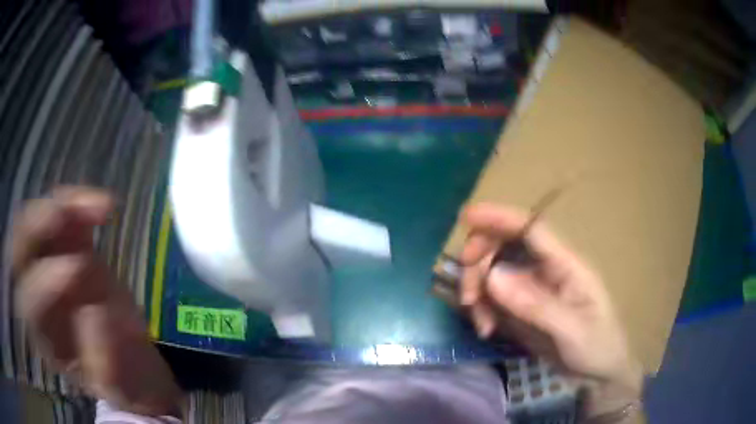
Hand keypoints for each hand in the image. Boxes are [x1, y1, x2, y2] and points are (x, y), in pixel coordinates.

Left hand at [11, 187, 182, 415]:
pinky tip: (105, 208)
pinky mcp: (67, 246)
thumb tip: (94, 313)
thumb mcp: (122, 386)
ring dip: (60, 206)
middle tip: (64, 215)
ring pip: (36, 221)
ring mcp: (49, 265)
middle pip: (19, 250)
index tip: (79, 269)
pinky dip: (79, 202)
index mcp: (46, 338)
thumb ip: (106, 361)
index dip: (44, 282)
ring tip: (96, 207)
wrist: (132, 356)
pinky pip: (63, 212)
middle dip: (35, 227)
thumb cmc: (126, 379)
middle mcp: (37, 297)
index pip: (29, 303)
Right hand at [459, 204, 641, 409]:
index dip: (500, 217)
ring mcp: (532, 288)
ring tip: (481, 323)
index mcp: (565, 264)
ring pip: (492, 271)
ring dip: (478, 291)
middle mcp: (546, 269)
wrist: (598, 372)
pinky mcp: (521, 307)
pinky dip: (482, 309)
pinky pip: (492, 297)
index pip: (531, 229)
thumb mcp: (572, 331)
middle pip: (504, 245)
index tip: (467, 216)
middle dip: (479, 264)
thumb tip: (493, 276)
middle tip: (469, 297)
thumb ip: (536, 305)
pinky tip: (486, 329)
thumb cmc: (597, 346)